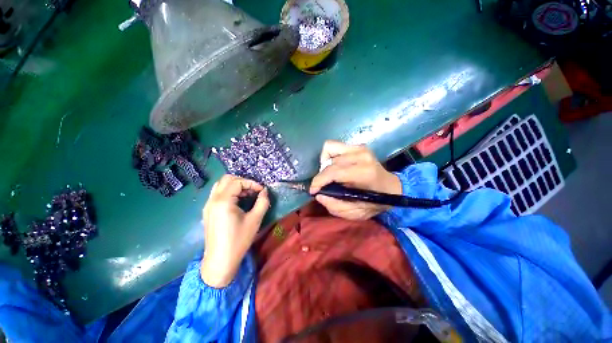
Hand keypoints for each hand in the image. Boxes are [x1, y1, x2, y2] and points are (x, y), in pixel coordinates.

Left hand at [201, 175, 269, 287]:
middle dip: (243, 182)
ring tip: (246, 195)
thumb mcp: (255, 220)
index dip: (252, 183)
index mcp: (223, 201)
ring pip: (221, 185)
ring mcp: (208, 205)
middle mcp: (213, 200)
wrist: (220, 261)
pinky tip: (238, 202)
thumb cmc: (239, 240)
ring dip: (235, 186)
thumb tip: (264, 191)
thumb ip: (262, 202)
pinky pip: (218, 194)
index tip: (261, 191)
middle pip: (227, 179)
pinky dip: (229, 192)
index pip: (238, 182)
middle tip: (253, 191)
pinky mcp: (207, 211)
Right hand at [309, 141, 401, 219]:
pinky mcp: (357, 145)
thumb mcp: (356, 212)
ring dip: (325, 165)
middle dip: (321, 175)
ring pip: (329, 149)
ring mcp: (359, 148)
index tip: (313, 191)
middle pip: (329, 161)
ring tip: (329, 176)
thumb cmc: (375, 201)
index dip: (319, 181)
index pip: (333, 172)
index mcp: (364, 172)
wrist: (391, 187)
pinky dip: (329, 156)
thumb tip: (318, 195)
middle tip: (323, 186)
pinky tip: (334, 166)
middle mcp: (361, 155)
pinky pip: (333, 146)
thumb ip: (335, 206)